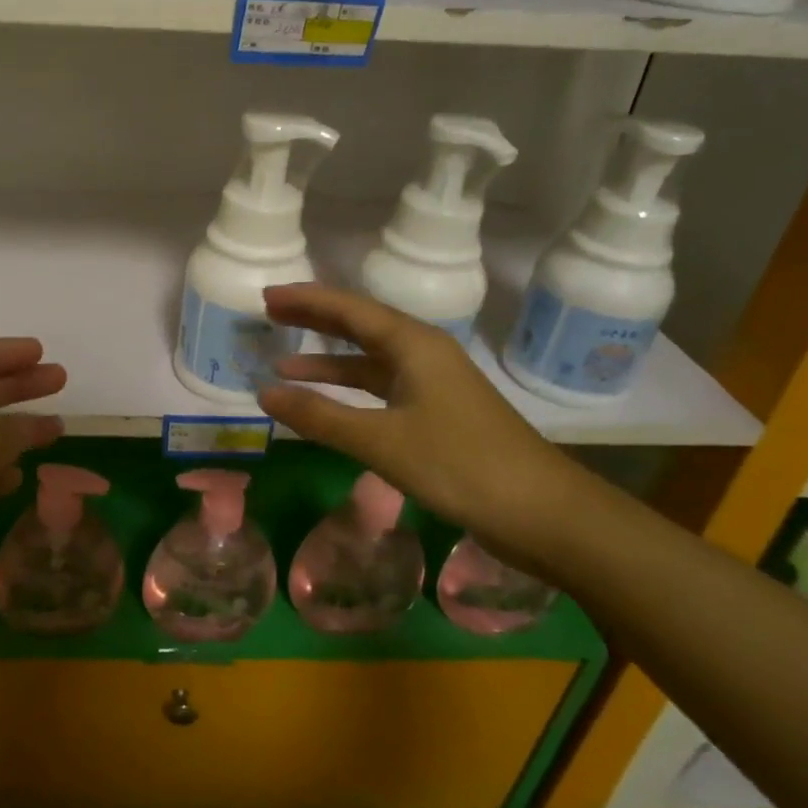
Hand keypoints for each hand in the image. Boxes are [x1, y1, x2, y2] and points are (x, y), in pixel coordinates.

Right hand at [255, 284, 601, 581]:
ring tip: (282, 364)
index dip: (306, 300)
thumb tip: (264, 394)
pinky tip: (328, 404)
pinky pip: (382, 387)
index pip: (349, 309)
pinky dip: (350, 391)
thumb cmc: (461, 465)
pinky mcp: (438, 413)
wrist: (543, 513)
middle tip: (270, 314)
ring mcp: (434, 384)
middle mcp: (424, 354)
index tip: (266, 294)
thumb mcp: (381, 441)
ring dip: (328, 361)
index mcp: (414, 345)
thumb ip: (320, 416)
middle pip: (360, 326)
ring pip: (370, 360)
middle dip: (314, 320)